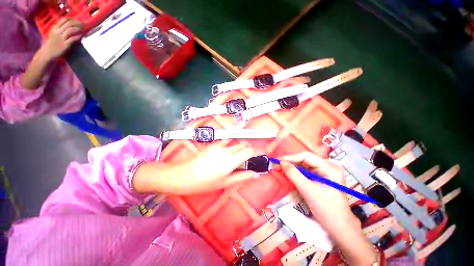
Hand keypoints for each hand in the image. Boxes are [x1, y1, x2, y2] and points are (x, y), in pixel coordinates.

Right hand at [40, 18, 82, 60]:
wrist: (47, 53)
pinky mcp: (64, 45)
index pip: (64, 20)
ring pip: (70, 30)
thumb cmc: (52, 43)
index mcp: (55, 28)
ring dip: (78, 29)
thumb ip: (60, 29)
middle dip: (78, 23)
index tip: (78, 20)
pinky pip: (72, 39)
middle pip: (69, 24)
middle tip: (84, 24)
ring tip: (84, 29)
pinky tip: (81, 36)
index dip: (72, 19)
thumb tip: (70, 25)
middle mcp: (58, 31)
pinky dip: (77, 36)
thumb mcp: (54, 33)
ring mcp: (61, 38)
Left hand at [133, 144, 260, 194]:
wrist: (184, 175)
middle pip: (243, 145)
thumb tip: (255, 174)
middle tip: (251, 157)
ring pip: (236, 142)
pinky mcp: (214, 145)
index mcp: (231, 160)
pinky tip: (229, 152)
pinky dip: (232, 145)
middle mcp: (227, 150)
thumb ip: (242, 177)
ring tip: (241, 155)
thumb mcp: (225, 182)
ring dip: (241, 147)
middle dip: (250, 149)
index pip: (249, 150)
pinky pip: (227, 142)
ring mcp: (219, 145)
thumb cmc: (205, 182)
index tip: (261, 154)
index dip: (257, 151)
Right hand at [280, 152, 377, 264]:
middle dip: (290, 162)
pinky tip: (287, 172)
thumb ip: (294, 175)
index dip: (291, 157)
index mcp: (330, 168)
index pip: (307, 157)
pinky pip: (305, 171)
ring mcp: (324, 171)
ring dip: (291, 167)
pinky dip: (295, 172)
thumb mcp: (308, 191)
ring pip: (303, 165)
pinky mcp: (320, 176)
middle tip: (276, 165)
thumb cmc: (327, 210)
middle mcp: (328, 166)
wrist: (338, 226)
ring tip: (279, 168)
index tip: (277, 160)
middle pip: (305, 160)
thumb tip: (281, 162)